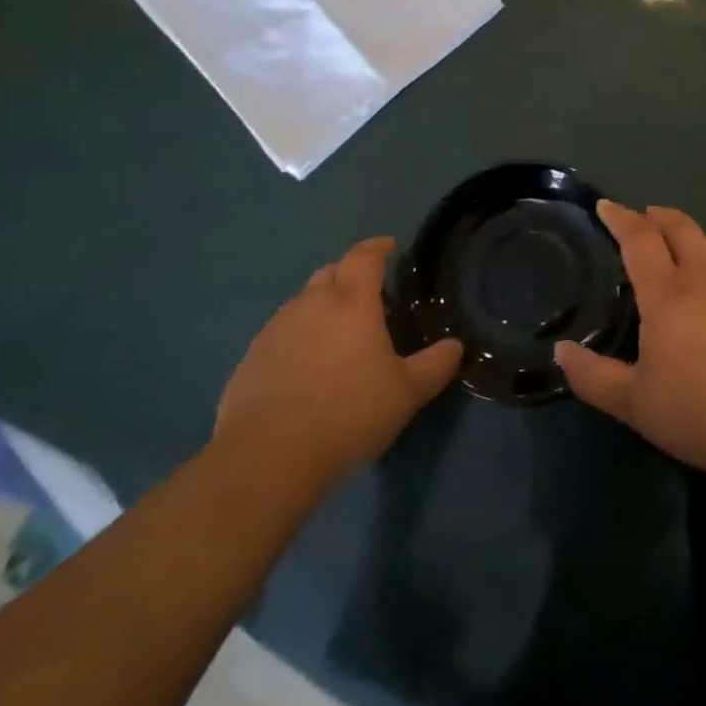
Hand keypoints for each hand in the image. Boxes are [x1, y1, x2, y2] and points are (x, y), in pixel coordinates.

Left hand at [214, 237, 461, 486]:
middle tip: (367, 298)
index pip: (364, 256)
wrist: (267, 458)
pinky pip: (279, 334)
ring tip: (336, 336)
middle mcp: (310, 305)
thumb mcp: (407, 393)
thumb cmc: (348, 414)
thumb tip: (455, 346)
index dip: (378, 247)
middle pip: (329, 273)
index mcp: (351, 302)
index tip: (389, 246)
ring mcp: (275, 330)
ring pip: (301, 303)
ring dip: (320, 308)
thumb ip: (435, 365)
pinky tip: (304, 369)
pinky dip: (296, 338)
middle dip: (348, 276)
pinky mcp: (250, 359)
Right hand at [555, 203, 705, 487]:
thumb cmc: (699, 415)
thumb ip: (592, 376)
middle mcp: (705, 282)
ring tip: (674, 244)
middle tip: (641, 216)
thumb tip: (561, 352)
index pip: (640, 240)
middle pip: (681, 229)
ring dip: (687, 236)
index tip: (604, 206)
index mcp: (668, 296)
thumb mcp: (633, 404)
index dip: (620, 218)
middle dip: (657, 215)